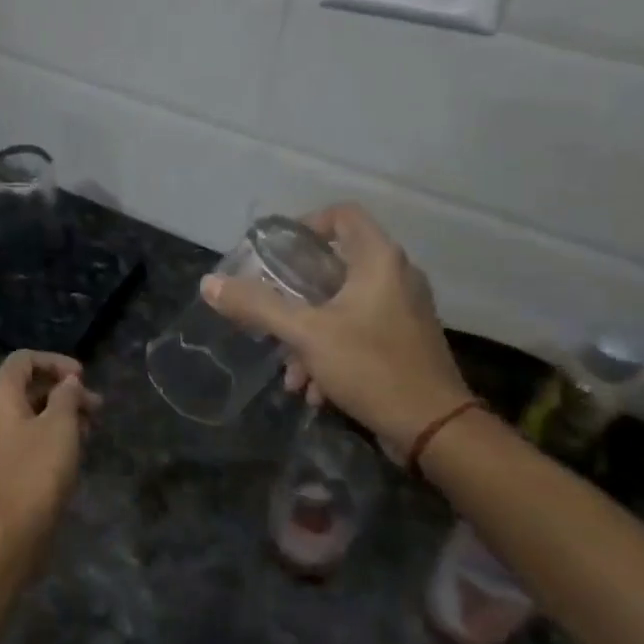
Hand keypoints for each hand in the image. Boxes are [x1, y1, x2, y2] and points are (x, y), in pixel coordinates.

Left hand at [0, 351, 100, 560]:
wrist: (11, 535)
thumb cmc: (37, 472)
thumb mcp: (61, 426)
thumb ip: (67, 396)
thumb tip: (69, 382)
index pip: (24, 360)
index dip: (56, 362)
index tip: (83, 377)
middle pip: (28, 386)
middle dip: (64, 391)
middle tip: (97, 406)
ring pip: (30, 414)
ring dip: (62, 414)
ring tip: (92, 429)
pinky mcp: (1, 467)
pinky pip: (27, 437)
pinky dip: (51, 434)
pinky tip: (75, 450)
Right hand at [201, 204, 472, 454]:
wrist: (433, 428)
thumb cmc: (371, 367)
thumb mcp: (306, 334)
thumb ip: (257, 306)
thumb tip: (209, 283)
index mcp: (379, 261)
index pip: (342, 215)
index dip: (306, 225)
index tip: (275, 253)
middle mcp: (396, 277)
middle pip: (334, 266)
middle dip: (295, 297)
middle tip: (269, 314)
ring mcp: (403, 310)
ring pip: (341, 306)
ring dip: (308, 335)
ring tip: (289, 372)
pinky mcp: (404, 341)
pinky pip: (357, 331)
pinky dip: (330, 351)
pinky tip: (313, 389)